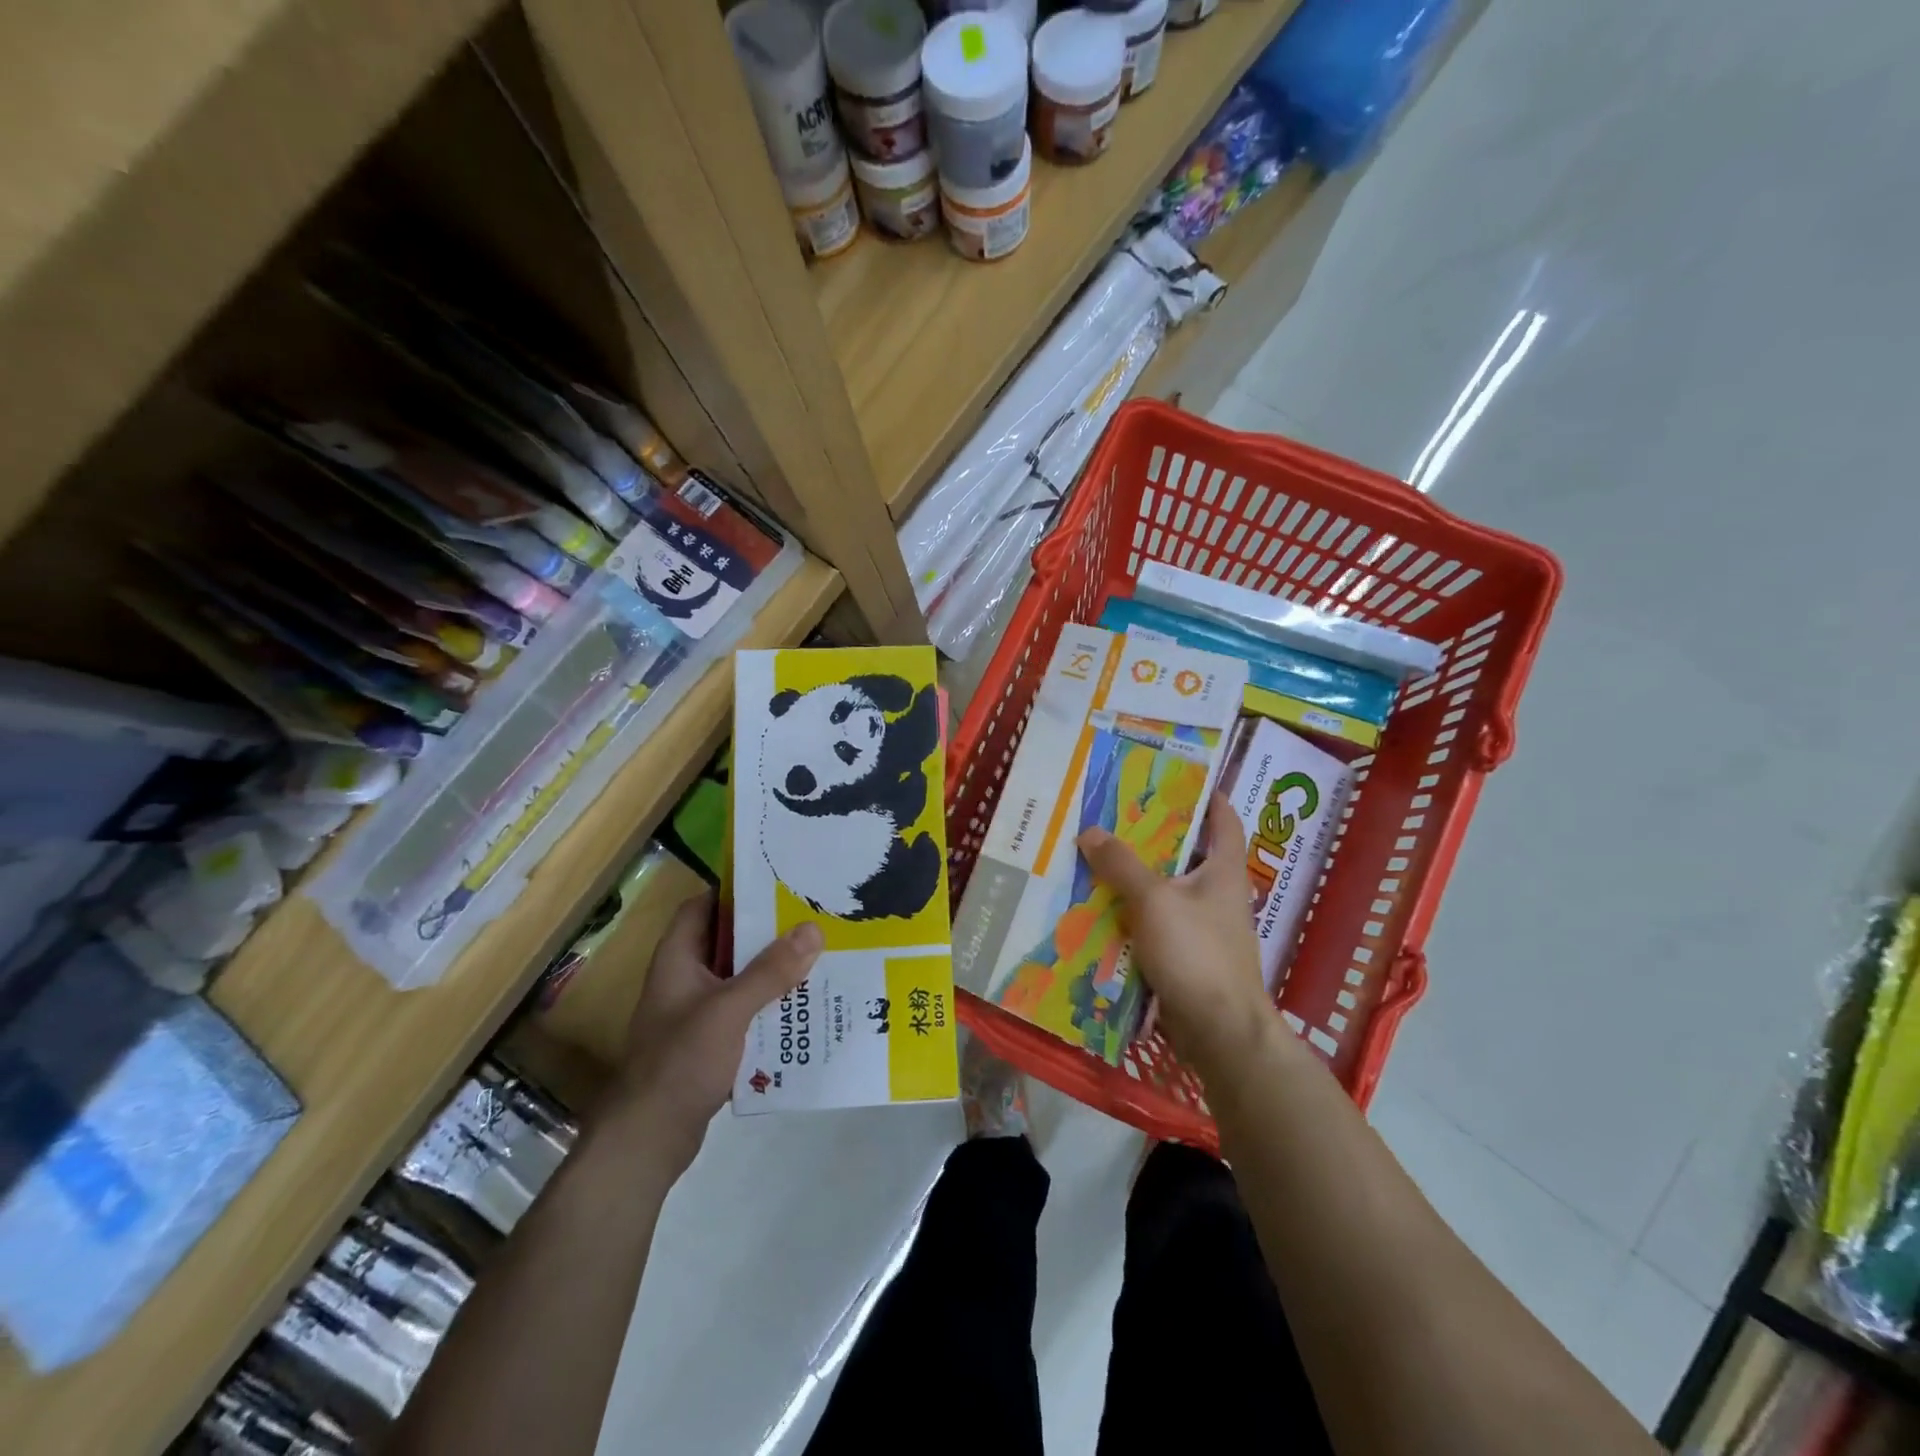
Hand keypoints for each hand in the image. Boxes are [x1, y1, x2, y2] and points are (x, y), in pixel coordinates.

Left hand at [608, 893, 822, 1173]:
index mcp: (677, 959)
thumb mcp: (729, 1010)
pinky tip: (801, 1007)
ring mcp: (695, 1013)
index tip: (777, 884)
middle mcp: (684, 979)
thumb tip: (813, 930)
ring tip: (817, 958)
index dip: (733, 891)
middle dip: (766, 932)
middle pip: (726, 941)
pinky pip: (744, 1011)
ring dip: (771, 970)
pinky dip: (768, 1005)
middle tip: (811, 919)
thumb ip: (770, 971)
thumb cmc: (680, 1062)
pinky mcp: (708, 1043)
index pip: (702, 906)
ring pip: (738, 977)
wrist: (649, 1139)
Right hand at [1077, 792, 1273, 1075]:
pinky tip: (1102, 909)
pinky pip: (1156, 923)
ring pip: (1166, 890)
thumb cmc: (1196, 954)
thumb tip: (1090, 831)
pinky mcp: (1187, 956)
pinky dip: (1133, 913)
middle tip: (1115, 816)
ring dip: (1137, 877)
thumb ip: (1121, 865)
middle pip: (1186, 853)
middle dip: (1153, 835)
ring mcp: (1203, 927)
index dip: (1207, 795)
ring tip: (1098, 857)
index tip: (1177, 778)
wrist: (1220, 1032)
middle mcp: (1217, 894)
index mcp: (1223, 871)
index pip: (1224, 820)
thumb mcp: (1154, 901)